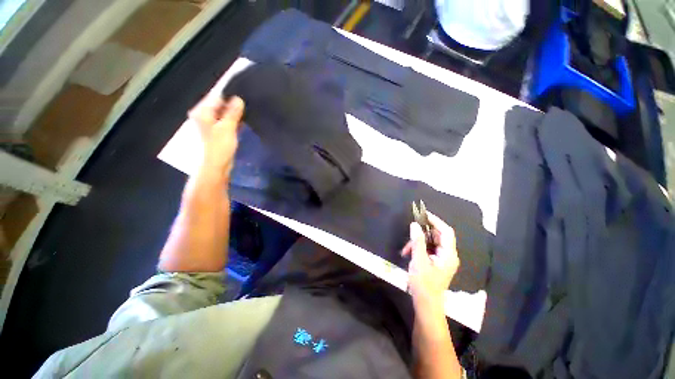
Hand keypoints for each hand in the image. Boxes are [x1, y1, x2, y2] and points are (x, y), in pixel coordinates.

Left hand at [188, 95, 244, 174]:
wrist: (214, 167)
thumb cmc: (219, 146)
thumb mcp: (227, 127)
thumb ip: (232, 112)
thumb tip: (239, 99)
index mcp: (202, 112)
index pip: (215, 97)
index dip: (229, 96)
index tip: (243, 97)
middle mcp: (203, 117)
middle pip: (218, 106)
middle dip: (232, 106)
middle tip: (246, 107)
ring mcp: (209, 126)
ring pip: (222, 116)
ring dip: (233, 116)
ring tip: (246, 115)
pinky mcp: (215, 135)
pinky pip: (224, 124)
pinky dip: (232, 123)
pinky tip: (241, 125)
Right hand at [402, 212, 459, 312]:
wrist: (426, 305)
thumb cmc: (423, 284)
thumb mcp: (418, 260)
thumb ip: (417, 241)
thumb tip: (414, 224)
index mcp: (448, 254)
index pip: (446, 231)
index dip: (435, 220)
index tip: (422, 214)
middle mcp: (448, 255)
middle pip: (437, 236)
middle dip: (422, 234)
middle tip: (410, 233)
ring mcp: (442, 259)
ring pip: (430, 242)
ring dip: (417, 243)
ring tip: (406, 250)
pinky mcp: (436, 262)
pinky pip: (428, 249)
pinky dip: (418, 249)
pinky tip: (408, 253)